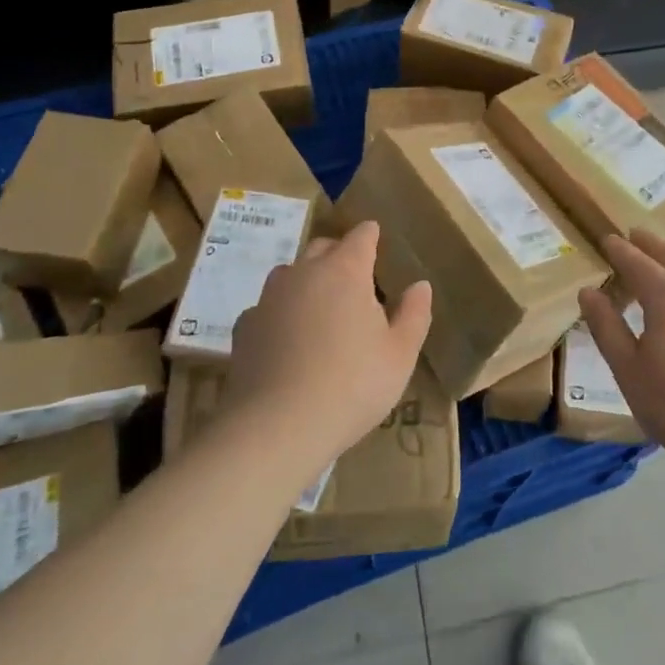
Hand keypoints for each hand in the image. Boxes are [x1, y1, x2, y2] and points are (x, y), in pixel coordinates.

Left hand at [225, 220, 431, 469]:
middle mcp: (304, 272)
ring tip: (320, 309)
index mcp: (346, 270)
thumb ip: (414, 314)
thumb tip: (420, 285)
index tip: (378, 243)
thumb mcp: (400, 356)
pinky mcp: (244, 326)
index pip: (361, 235)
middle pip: (323, 247)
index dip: (371, 236)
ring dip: (307, 280)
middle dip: (339, 254)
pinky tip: (287, 341)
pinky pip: (267, 307)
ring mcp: (269, 297)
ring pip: (291, 273)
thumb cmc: (352, 386)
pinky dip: (280, 313)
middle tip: (355, 280)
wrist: (276, 428)